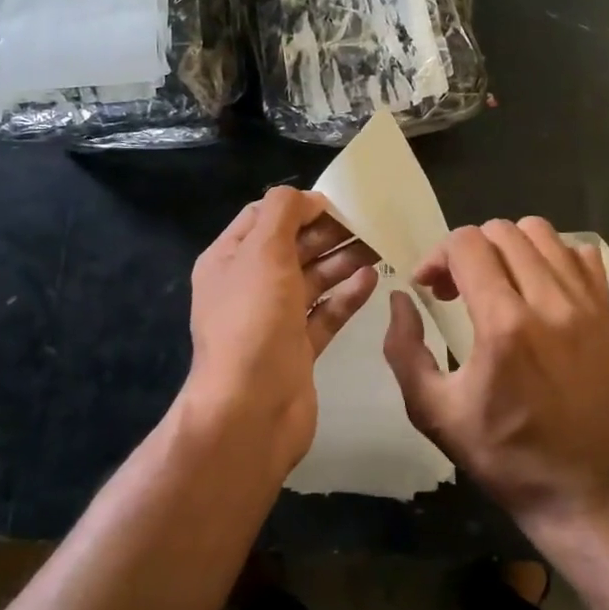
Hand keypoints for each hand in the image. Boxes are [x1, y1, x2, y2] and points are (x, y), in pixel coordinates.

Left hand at [182, 187, 378, 475]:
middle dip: (327, 232)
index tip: (337, 202)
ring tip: (379, 244)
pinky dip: (346, 295)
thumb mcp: (262, 252)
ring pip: (312, 280)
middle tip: (369, 221)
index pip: (262, 217)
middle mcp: (249, 287)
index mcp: (229, 260)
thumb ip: (283, 213)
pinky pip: (325, 313)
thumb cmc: (253, 320)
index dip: (298, 206)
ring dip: (342, 260)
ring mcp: (274, 320)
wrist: (250, 410)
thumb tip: (308, 199)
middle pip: (292, 247)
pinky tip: (372, 279)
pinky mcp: (298, 348)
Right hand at [383, 217, 608, 524]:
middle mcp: (549, 302)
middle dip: (468, 250)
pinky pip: (581, 253)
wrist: (576, 487)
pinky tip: (538, 287)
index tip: (429, 288)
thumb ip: (403, 348)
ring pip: (541, 232)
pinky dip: (553, 256)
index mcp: (503, 325)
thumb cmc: (499, 451)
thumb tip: (400, 298)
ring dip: (508, 247)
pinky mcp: (606, 313)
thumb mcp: (431, 410)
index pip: (466, 244)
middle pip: (501, 231)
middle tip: (456, 289)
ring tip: (497, 282)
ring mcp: (585, 304)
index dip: (437, 256)